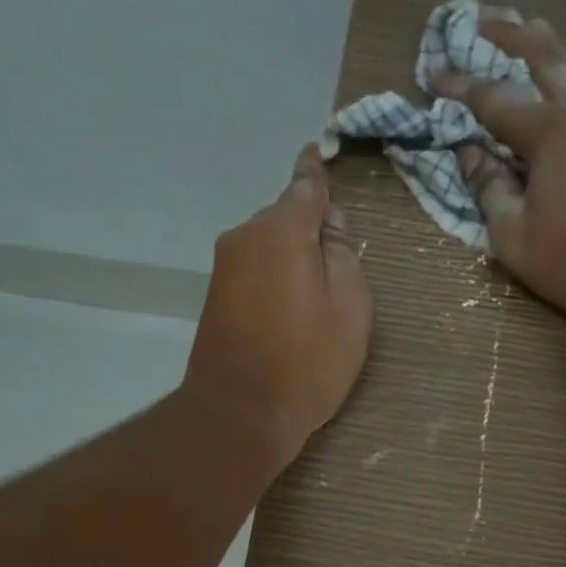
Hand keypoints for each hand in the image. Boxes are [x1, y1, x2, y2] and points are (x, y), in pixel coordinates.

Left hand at [185, 144, 371, 467]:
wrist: (239, 414)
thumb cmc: (307, 363)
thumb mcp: (350, 310)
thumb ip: (344, 257)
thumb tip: (329, 226)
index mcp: (281, 232)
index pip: (305, 186)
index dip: (318, 172)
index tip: (321, 152)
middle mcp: (245, 237)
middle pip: (286, 217)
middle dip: (312, 229)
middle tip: (341, 265)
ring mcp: (225, 267)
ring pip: (269, 244)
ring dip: (293, 256)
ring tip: (318, 296)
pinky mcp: (216, 295)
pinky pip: (255, 268)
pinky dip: (275, 276)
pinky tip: (290, 310)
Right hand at [438, 12, 565, 322]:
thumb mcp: (517, 238)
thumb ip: (489, 191)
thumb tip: (469, 154)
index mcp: (550, 131)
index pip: (494, 99)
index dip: (461, 87)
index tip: (434, 76)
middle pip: (547, 56)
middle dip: (512, 34)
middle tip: (486, 18)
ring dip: (552, 55)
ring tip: (534, 43)